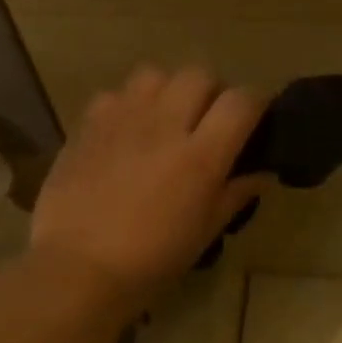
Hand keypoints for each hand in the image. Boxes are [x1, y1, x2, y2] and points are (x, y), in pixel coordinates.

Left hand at [30, 65, 269, 312]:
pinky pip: (115, 94)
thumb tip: (262, 174)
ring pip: (155, 74)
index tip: (253, 122)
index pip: (241, 102)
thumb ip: (235, 196)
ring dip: (169, 91)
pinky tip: (126, 134)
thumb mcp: (203, 233)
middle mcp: (164, 124)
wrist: (79, 267)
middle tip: (207, 123)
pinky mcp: (88, 125)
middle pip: (199, 75)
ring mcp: (122, 119)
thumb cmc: (151, 261)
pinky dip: (128, 106)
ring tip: (165, 120)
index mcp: (200, 156)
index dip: (254, 105)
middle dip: (211, 93)